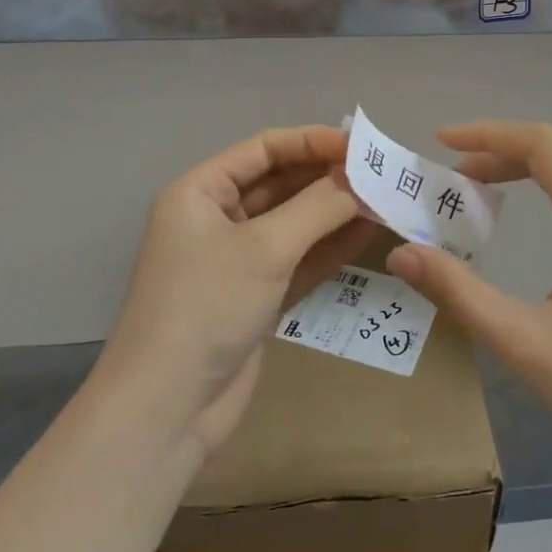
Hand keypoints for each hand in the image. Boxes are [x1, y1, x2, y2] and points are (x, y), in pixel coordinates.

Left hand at [94, 125, 380, 459]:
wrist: (167, 410)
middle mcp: (216, 218)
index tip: (359, 146)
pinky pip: (298, 258)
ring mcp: (236, 260)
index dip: (312, 141)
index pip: (263, 150)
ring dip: (335, 212)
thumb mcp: (265, 247)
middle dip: (328, 178)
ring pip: (293, 222)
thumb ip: (318, 207)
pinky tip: (367, 233)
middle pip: (280, 183)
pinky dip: (329, 247)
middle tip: (380, 174)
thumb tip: (361, 178)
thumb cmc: (206, 306)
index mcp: (201, 192)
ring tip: (384, 199)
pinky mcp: (255, 296)